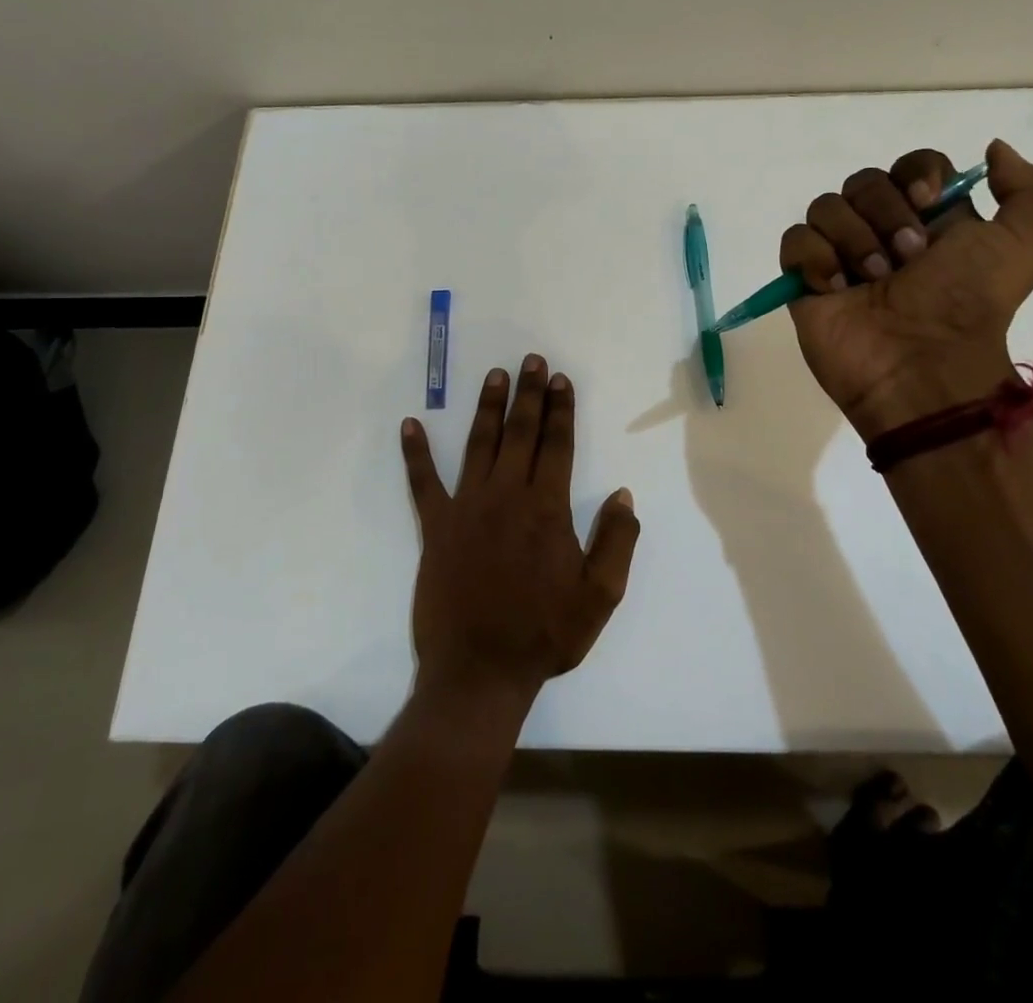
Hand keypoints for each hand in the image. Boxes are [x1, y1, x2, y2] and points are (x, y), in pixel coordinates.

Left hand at [400, 355, 640, 704]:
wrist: (479, 672)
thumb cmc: (544, 634)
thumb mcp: (600, 596)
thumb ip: (616, 541)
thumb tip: (622, 494)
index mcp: (547, 509)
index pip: (557, 445)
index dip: (561, 409)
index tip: (560, 380)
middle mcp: (506, 496)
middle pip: (520, 433)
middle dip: (528, 394)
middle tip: (531, 360)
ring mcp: (467, 508)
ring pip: (479, 444)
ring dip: (487, 407)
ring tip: (494, 375)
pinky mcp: (436, 527)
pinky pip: (423, 482)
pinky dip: (416, 452)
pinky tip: (410, 424)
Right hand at [781, 139, 1032, 439]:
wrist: (922, 366)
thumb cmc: (969, 304)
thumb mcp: (1028, 245)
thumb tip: (994, 149)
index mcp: (933, 219)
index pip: (913, 165)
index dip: (917, 173)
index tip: (928, 201)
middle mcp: (883, 230)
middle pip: (864, 181)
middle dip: (884, 214)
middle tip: (906, 259)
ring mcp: (840, 254)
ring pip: (825, 206)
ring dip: (853, 240)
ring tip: (872, 281)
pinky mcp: (805, 279)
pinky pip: (795, 240)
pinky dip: (814, 259)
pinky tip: (835, 290)